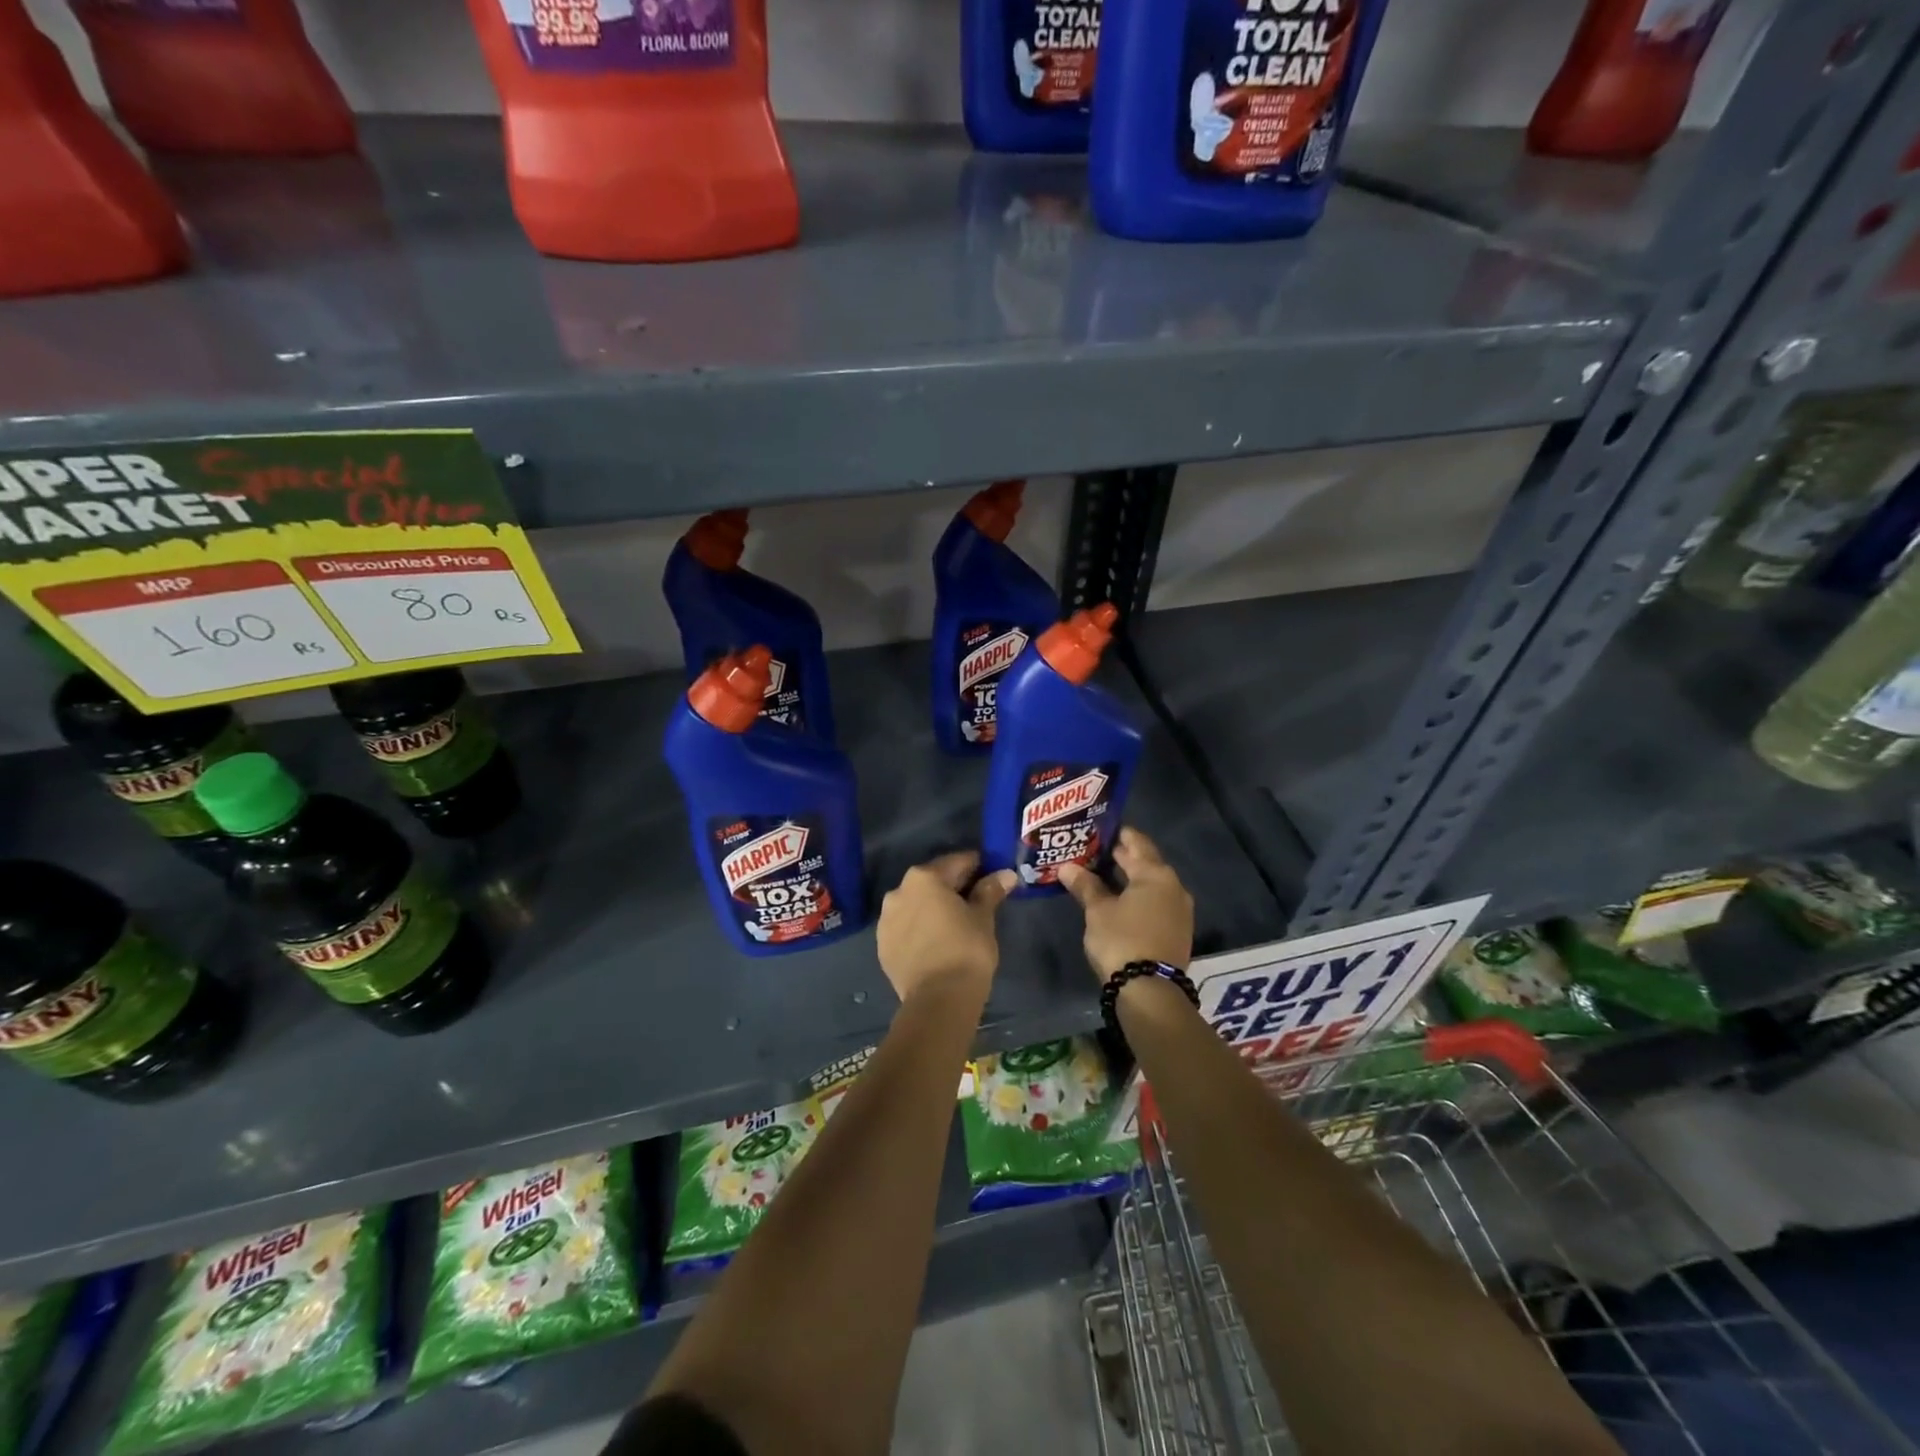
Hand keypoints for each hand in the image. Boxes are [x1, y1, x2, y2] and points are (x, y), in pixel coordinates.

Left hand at [876, 851, 1015, 1004]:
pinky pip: (905, 927)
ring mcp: (886, 920)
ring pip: (915, 905)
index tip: (991, 875)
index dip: (977, 867)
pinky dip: (919, 929)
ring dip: (932, 908)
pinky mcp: (882, 945)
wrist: (938, 999)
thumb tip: (1005, 874)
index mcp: (924, 878)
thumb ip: (990, 891)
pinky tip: (935, 942)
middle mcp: (899, 891)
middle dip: (952, 887)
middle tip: (975, 901)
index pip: (956, 862)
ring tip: (953, 924)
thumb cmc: (966, 950)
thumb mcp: (983, 918)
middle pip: (932, 882)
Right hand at [1057, 828, 1193, 984]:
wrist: (1150, 990)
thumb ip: (1085, 885)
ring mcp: (1179, 910)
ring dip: (1129, 878)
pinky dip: (1138, 896)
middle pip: (1146, 862)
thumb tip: (1067, 867)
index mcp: (1156, 874)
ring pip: (1151, 884)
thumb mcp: (1098, 910)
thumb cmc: (1122, 940)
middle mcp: (1174, 886)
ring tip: (1101, 874)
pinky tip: (1119, 900)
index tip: (1097, 829)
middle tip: (1093, 850)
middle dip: (1121, 856)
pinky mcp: (1177, 930)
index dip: (1117, 834)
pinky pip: (1155, 902)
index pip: (1136, 842)